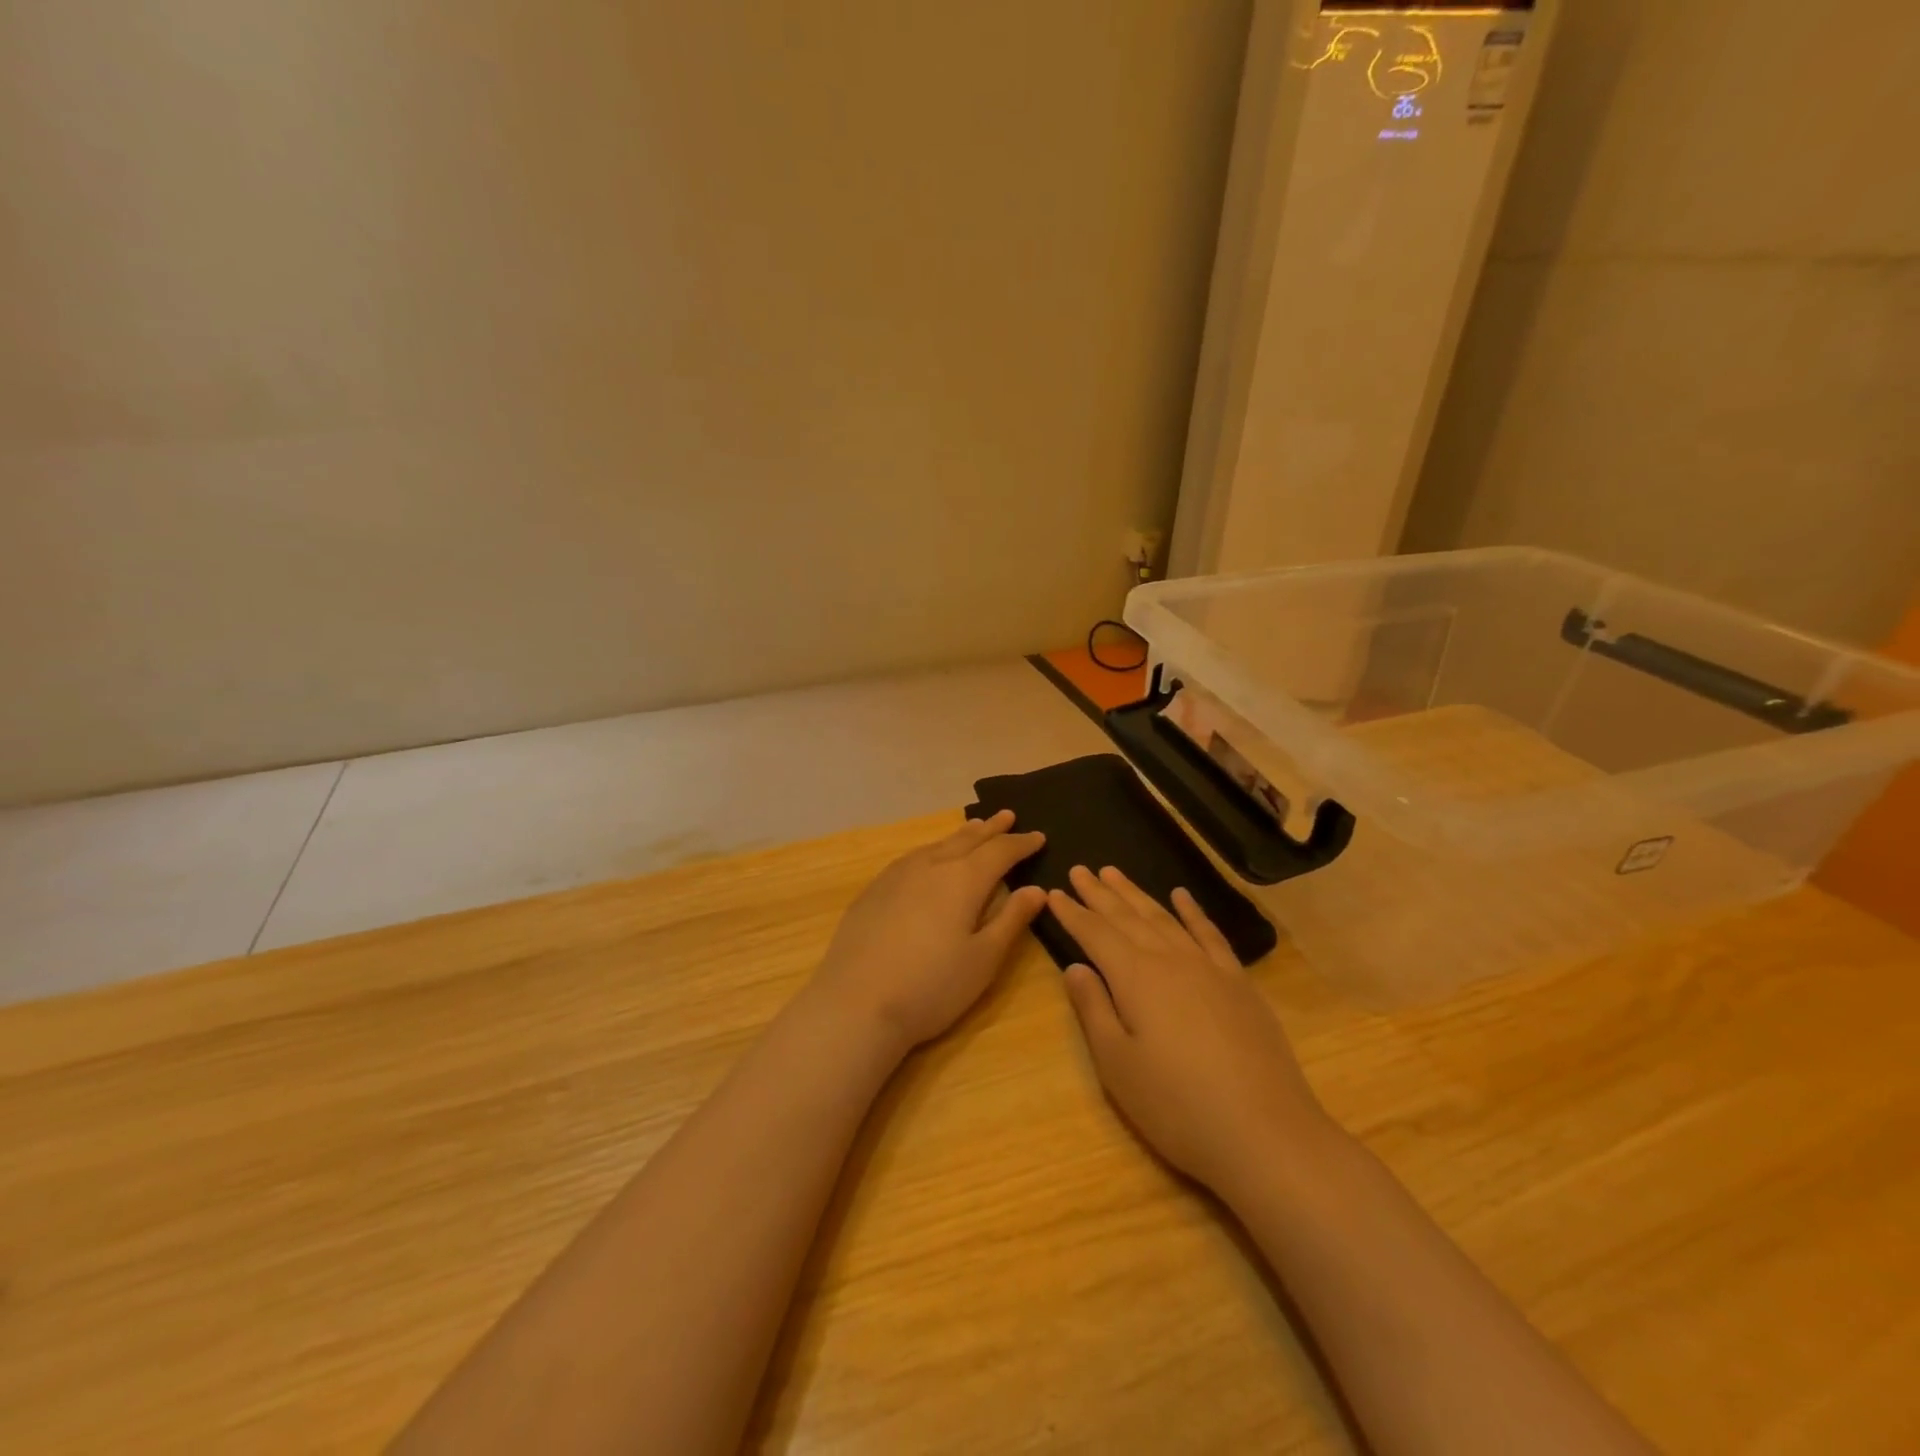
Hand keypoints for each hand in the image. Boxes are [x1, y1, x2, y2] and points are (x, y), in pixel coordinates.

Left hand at [808, 811, 1047, 1054]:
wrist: (856, 1003)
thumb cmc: (932, 986)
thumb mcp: (984, 959)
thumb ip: (1012, 920)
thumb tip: (1036, 889)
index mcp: (963, 879)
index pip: (1000, 852)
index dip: (1021, 844)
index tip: (1039, 836)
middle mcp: (931, 866)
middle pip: (967, 839)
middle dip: (991, 829)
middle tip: (1008, 815)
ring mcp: (897, 875)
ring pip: (937, 845)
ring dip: (960, 835)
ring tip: (974, 828)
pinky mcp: (874, 890)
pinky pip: (913, 857)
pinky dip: (932, 850)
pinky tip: (929, 858)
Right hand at [1051, 865, 1332, 1196]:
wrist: (1266, 1134)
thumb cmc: (1178, 1106)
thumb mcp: (1118, 1065)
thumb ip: (1094, 1010)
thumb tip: (1075, 968)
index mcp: (1136, 978)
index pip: (1095, 934)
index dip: (1072, 913)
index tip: (1053, 892)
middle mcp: (1171, 960)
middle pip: (1128, 918)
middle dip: (1100, 894)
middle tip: (1080, 869)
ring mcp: (1209, 968)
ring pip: (1164, 918)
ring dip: (1137, 894)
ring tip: (1115, 874)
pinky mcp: (1239, 984)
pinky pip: (1210, 934)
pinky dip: (1193, 911)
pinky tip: (1182, 896)